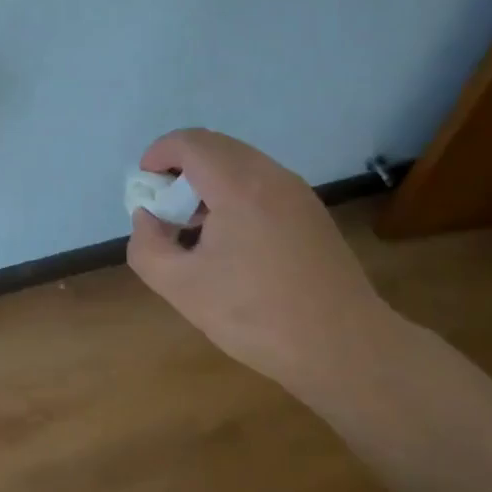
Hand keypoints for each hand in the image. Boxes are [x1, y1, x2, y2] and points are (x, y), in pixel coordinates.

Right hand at [127, 129, 392, 390]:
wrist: (346, 349)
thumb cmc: (258, 317)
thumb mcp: (183, 288)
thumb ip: (148, 246)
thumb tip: (148, 218)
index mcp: (239, 186)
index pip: (189, 142)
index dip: (158, 155)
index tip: (144, 189)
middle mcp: (271, 176)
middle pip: (214, 146)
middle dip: (180, 168)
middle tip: (165, 210)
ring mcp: (297, 192)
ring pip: (239, 163)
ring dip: (207, 181)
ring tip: (195, 228)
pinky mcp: (311, 212)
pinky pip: (261, 182)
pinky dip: (233, 193)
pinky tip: (231, 241)